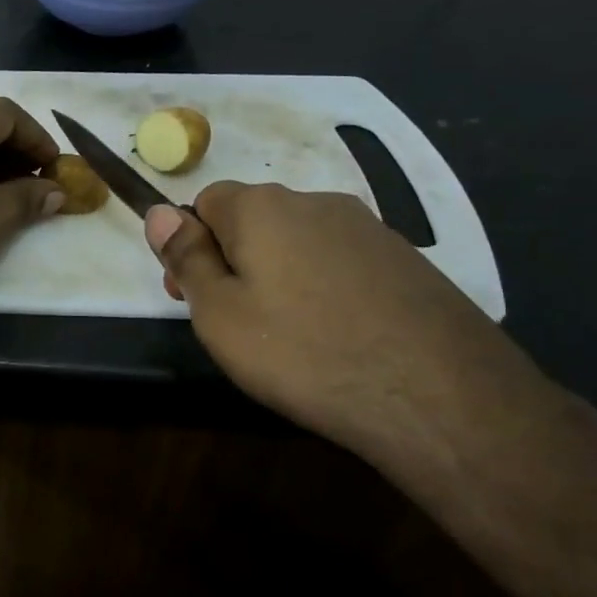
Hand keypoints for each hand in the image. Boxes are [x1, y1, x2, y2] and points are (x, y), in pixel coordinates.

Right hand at [145, 183, 555, 469]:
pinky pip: (343, 263)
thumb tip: (159, 212)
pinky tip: (340, 336)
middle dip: (235, 260)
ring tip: (293, 337)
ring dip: (282, 274)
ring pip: (300, 242)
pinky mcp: (407, 260)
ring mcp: (368, 228)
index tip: (196, 297)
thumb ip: (186, 258)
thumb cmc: (303, 353)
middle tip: (239, 324)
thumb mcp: (219, 314)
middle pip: (254, 220)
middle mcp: (315, 202)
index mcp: (262, 208)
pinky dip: (328, 289)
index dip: (192, 246)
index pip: (205, 201)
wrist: (437, 395)